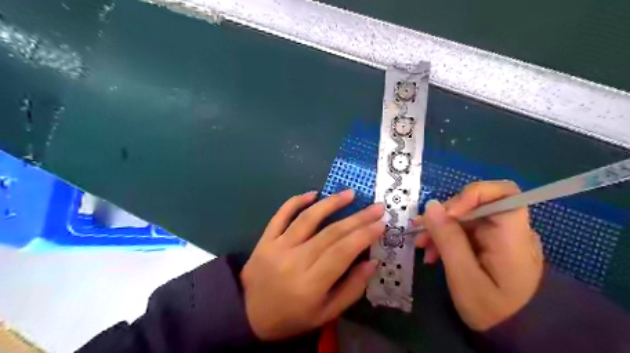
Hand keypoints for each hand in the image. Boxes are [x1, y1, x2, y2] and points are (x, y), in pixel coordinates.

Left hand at [241, 191, 384, 340]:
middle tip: (376, 207)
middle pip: (330, 233)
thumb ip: (351, 289)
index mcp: (311, 285)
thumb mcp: (326, 313)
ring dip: (331, 203)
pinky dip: (296, 201)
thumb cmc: (292, 317)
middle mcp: (294, 261)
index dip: (364, 235)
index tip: (381, 223)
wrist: (248, 315)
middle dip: (357, 218)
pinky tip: (313, 193)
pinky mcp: (265, 240)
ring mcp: (277, 247)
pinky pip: (281, 215)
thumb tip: (372, 262)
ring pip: (308, 219)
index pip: (343, 252)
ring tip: (350, 194)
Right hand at [414, 182, 546, 330]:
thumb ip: (448, 238)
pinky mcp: (491, 244)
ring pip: (466, 218)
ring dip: (441, 228)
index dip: (472, 194)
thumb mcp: (463, 276)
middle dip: (445, 216)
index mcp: (513, 236)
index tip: (447, 213)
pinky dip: (447, 238)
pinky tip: (432, 253)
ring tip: (421, 246)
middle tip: (420, 232)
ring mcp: (500, 237)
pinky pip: (466, 231)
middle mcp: (510, 230)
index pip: (503, 192)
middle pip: (476, 205)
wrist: (515, 335)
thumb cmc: (492, 310)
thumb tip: (431, 205)